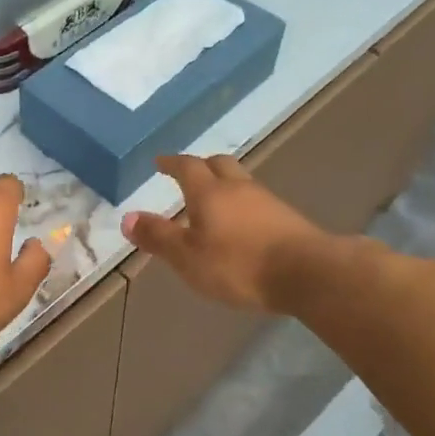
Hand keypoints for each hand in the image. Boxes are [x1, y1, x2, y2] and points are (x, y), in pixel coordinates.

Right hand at [121, 154, 326, 311]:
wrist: (307, 273)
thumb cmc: (238, 264)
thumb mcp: (187, 257)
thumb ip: (158, 237)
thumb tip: (127, 217)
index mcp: (209, 192)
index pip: (187, 167)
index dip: (172, 163)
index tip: (160, 162)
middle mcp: (238, 188)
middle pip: (219, 164)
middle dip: (201, 166)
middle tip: (189, 174)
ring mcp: (267, 201)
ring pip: (241, 182)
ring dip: (224, 185)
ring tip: (214, 201)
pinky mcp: (287, 219)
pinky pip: (257, 202)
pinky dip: (243, 205)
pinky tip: (242, 224)